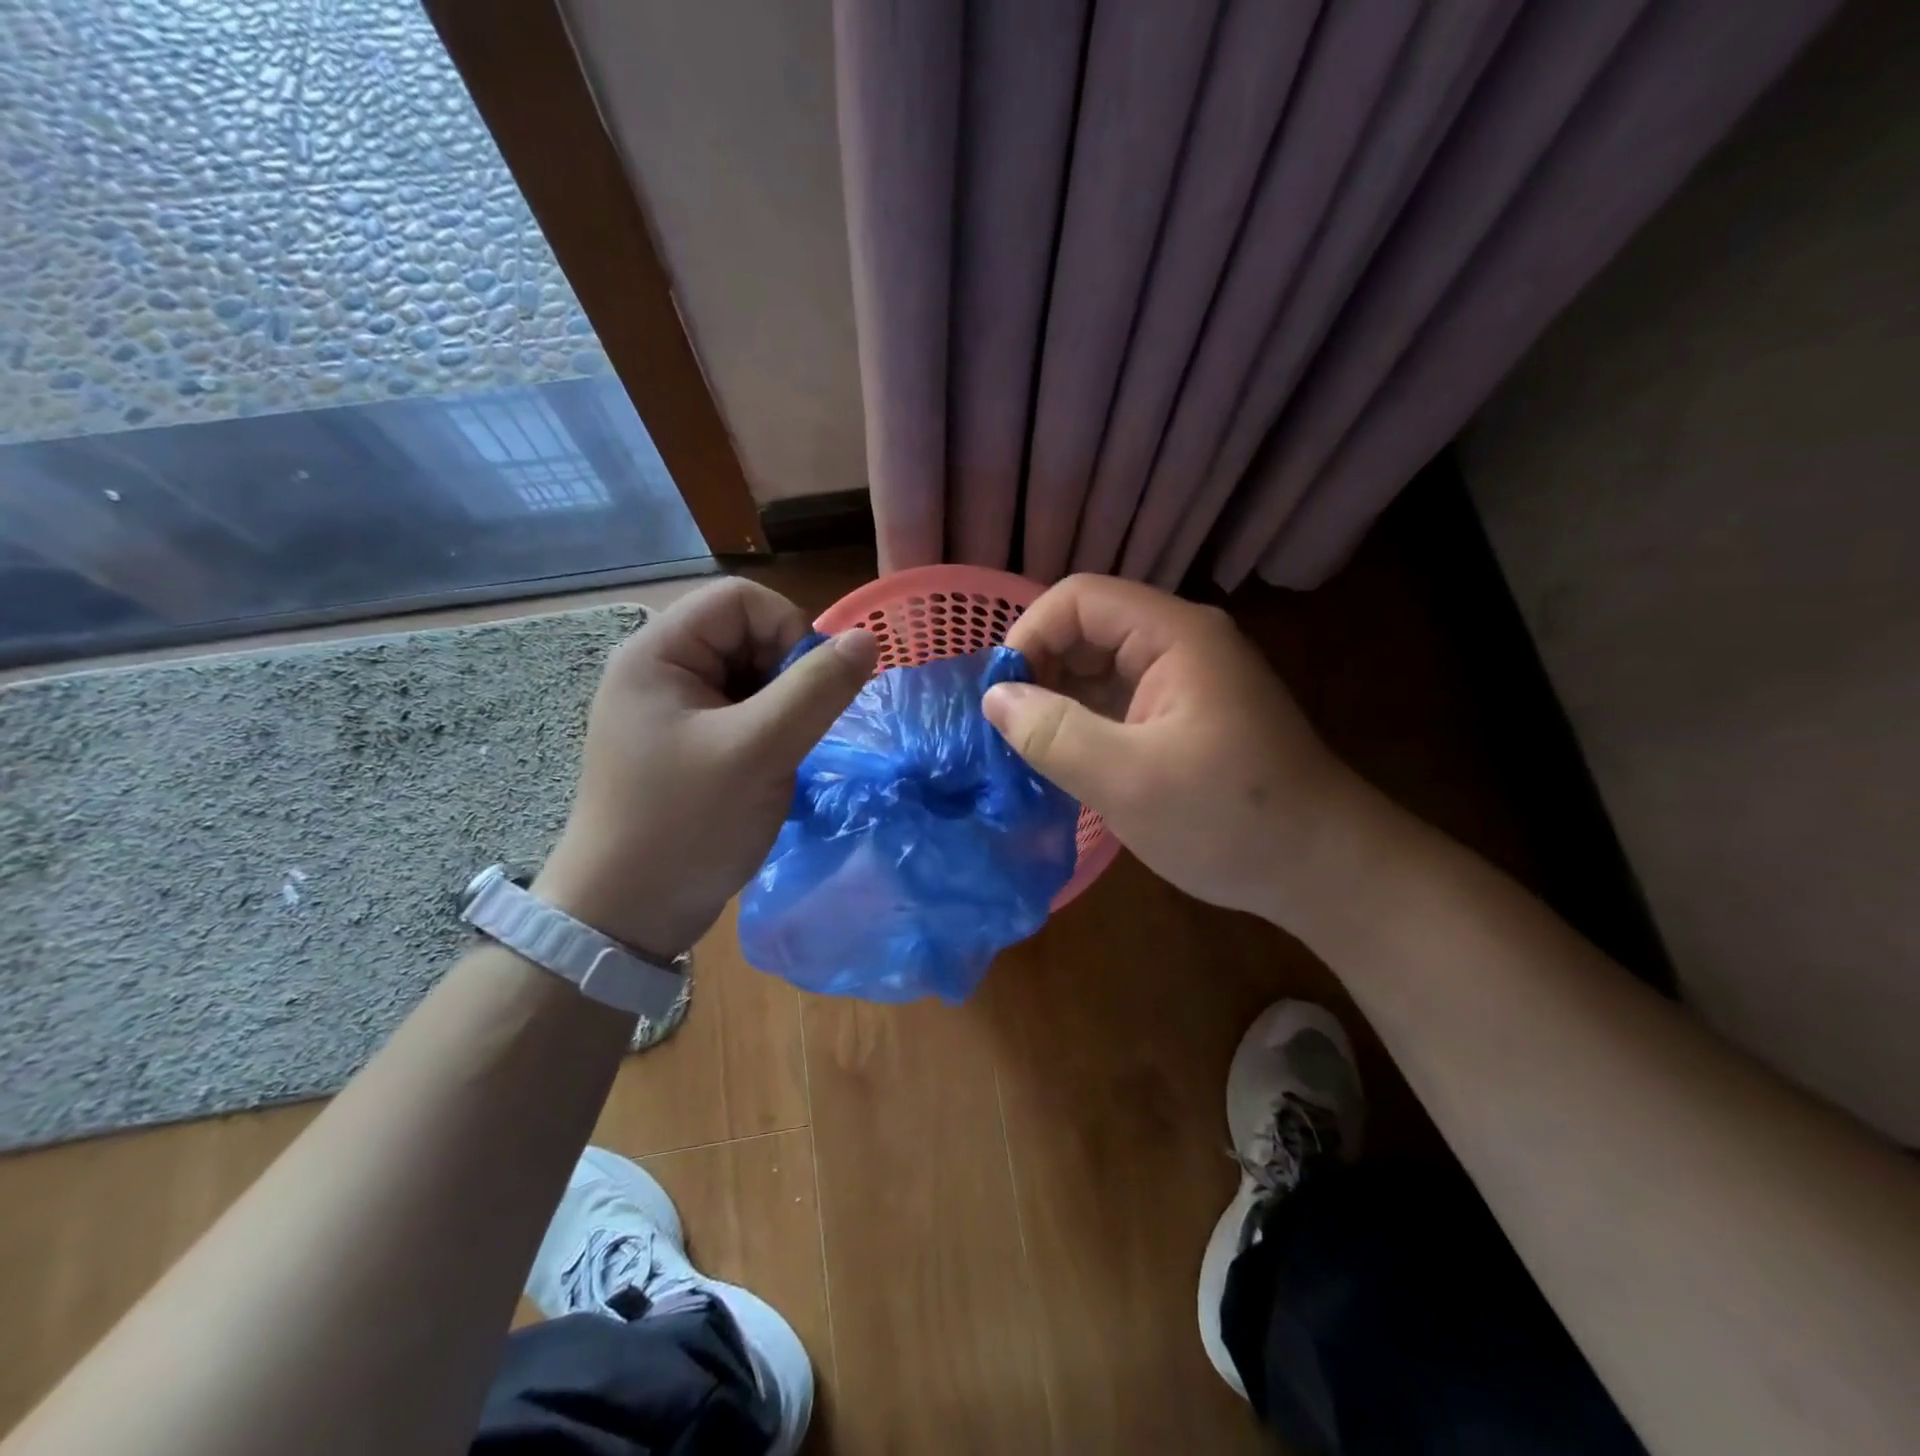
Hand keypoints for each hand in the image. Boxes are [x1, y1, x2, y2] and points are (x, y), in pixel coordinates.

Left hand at [534, 579, 877, 956]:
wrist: (626, 916)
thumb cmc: (686, 825)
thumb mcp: (760, 752)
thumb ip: (817, 690)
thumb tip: (867, 639)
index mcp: (657, 653)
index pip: (740, 600)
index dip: (788, 629)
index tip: (810, 689)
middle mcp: (658, 671)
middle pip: (745, 635)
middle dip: (785, 676)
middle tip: (795, 731)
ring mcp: (669, 711)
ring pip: (749, 677)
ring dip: (780, 709)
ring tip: (780, 756)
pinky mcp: (683, 745)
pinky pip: (740, 714)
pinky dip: (766, 732)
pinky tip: (767, 770)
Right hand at [984, 575, 1372, 925]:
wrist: (1322, 870)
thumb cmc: (1231, 820)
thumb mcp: (1129, 781)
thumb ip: (1054, 733)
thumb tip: (994, 698)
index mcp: (1175, 635)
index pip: (1079, 599)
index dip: (1029, 635)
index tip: (999, 696)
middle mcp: (1180, 644)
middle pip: (1087, 628)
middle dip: (1039, 670)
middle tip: (1007, 729)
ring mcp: (1184, 680)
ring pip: (1099, 667)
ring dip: (1057, 701)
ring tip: (1025, 749)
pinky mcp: (1183, 716)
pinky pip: (1117, 701)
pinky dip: (1083, 723)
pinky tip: (1062, 761)